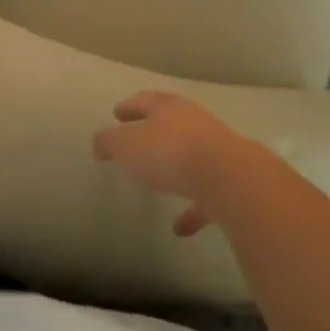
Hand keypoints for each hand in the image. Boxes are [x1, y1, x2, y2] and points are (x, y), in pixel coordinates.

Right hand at [92, 91, 252, 236]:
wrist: (228, 178)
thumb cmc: (170, 152)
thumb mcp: (127, 145)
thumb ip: (110, 142)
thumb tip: (100, 142)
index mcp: (168, 108)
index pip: (144, 101)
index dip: (129, 106)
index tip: (117, 113)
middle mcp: (194, 123)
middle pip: (171, 123)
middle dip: (154, 131)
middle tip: (137, 140)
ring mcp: (216, 151)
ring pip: (191, 156)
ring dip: (175, 169)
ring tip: (158, 183)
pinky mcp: (229, 182)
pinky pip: (205, 195)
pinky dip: (192, 209)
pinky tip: (179, 229)